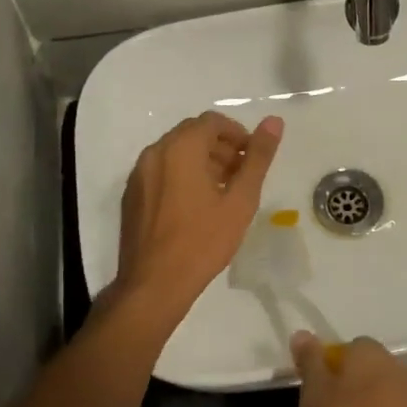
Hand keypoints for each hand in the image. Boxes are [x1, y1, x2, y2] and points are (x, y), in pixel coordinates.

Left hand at [112, 112, 283, 316]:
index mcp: (180, 148)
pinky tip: (196, 206)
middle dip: (220, 147)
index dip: (237, 134)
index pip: (212, 121)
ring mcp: (138, 174)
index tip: (251, 159)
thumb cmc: (203, 241)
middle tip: (241, 176)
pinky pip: (160, 171)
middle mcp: (155, 152)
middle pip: (192, 134)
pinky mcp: (131, 195)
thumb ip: (258, 157)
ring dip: (202, 161)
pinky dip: (181, 175)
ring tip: (222, 192)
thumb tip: (274, 121)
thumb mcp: (241, 200)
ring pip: (175, 152)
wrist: (154, 285)